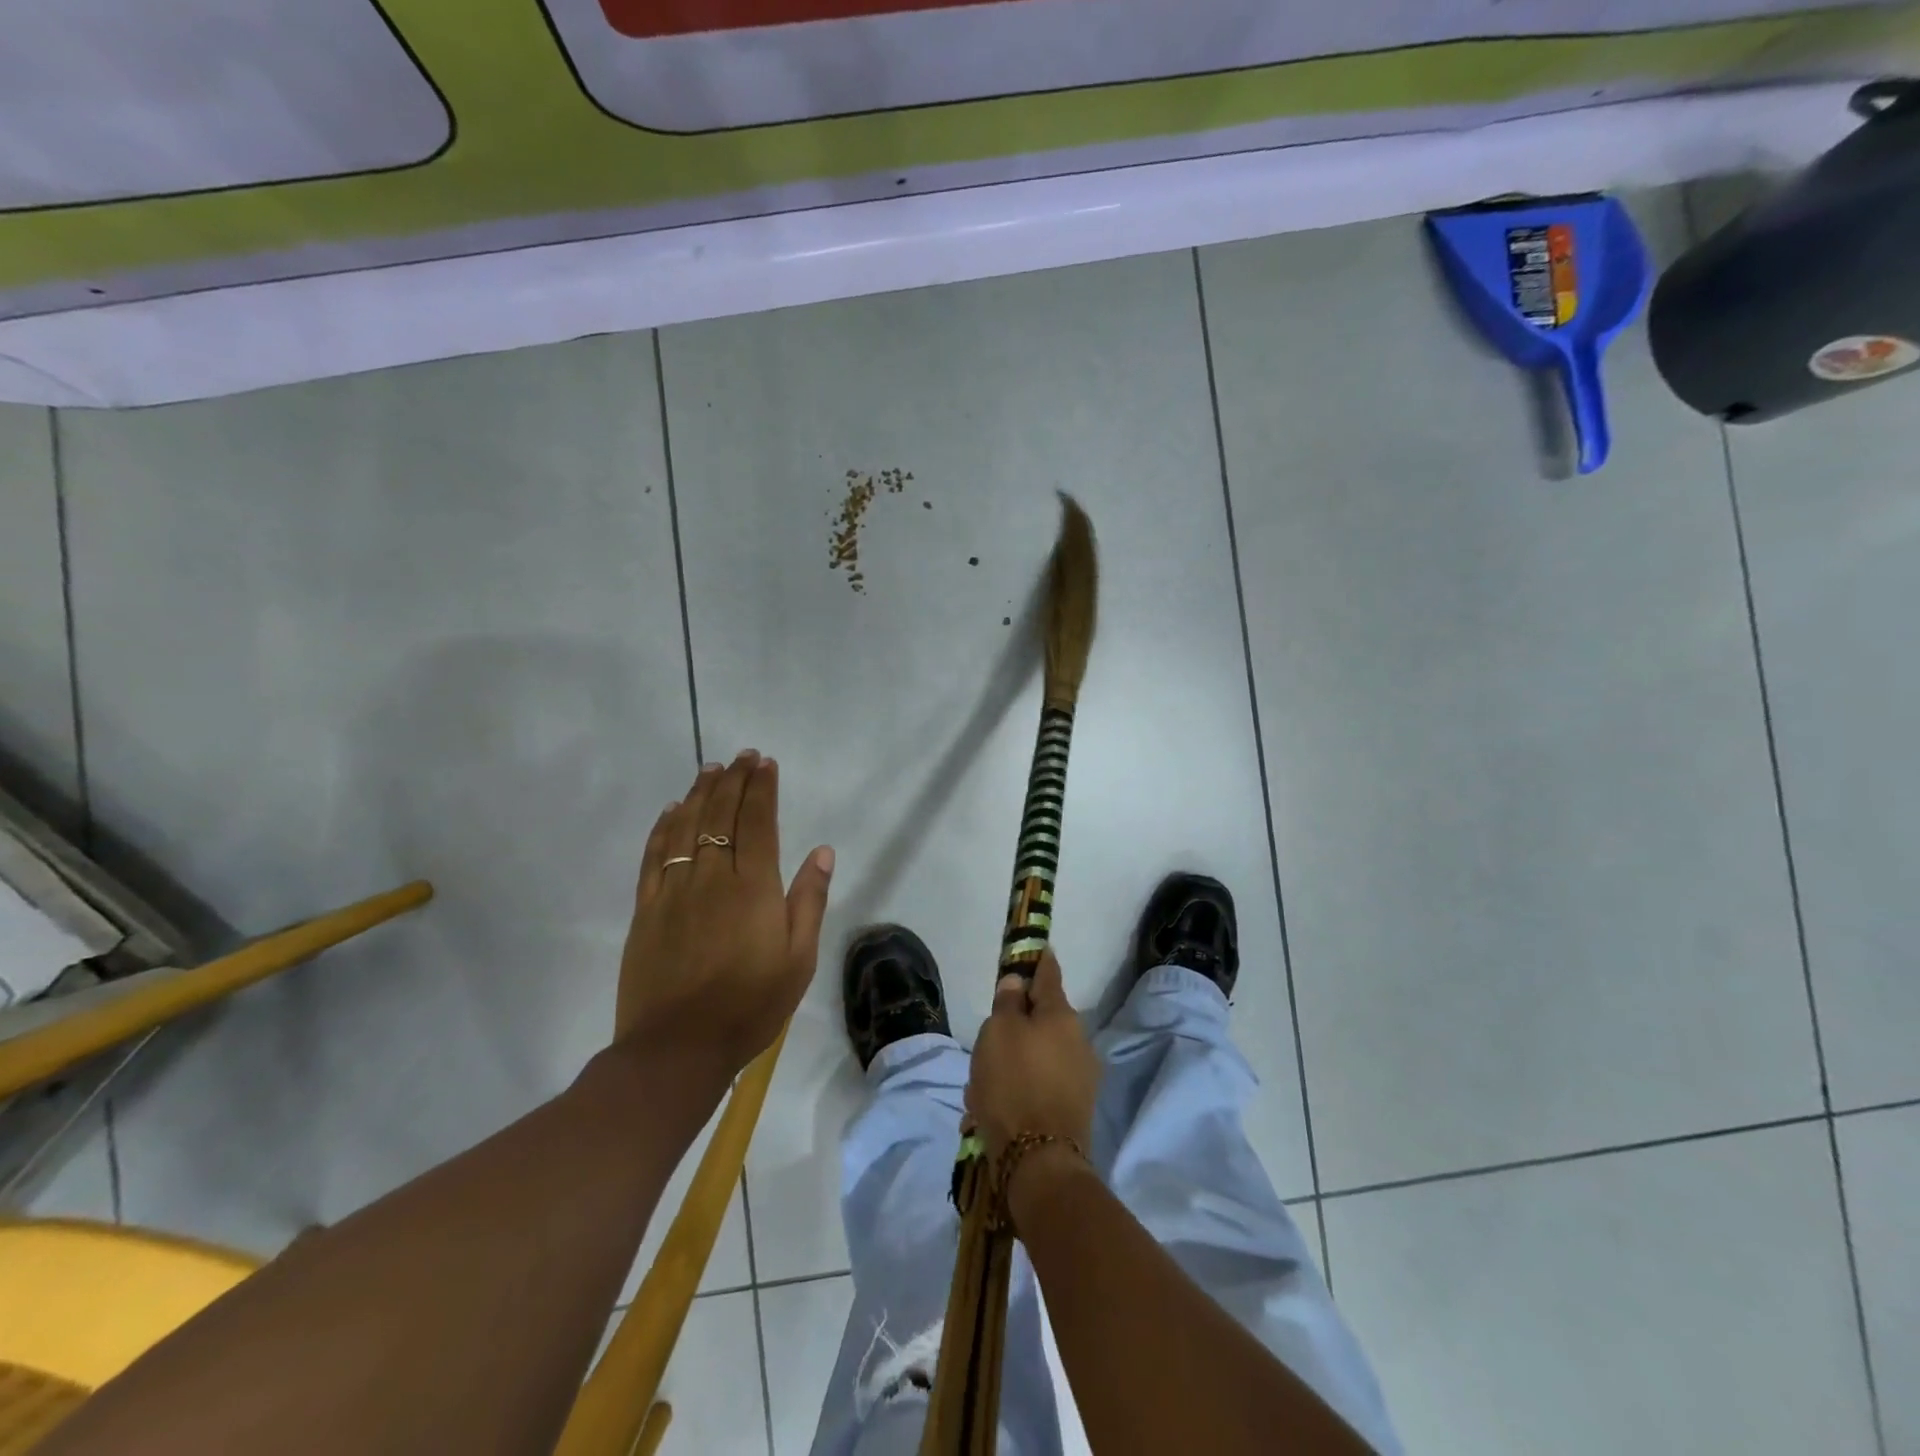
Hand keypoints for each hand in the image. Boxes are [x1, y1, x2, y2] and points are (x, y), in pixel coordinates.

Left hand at [616, 751, 833, 1086]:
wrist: (677, 1049)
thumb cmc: (750, 1006)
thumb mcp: (798, 960)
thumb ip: (809, 900)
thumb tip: (822, 852)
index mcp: (753, 888)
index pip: (758, 822)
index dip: (762, 789)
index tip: (765, 764)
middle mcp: (712, 877)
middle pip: (721, 815)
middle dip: (734, 780)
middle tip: (742, 756)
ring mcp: (674, 890)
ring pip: (687, 826)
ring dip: (701, 793)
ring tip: (711, 768)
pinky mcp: (647, 909)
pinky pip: (655, 855)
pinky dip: (664, 826)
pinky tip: (672, 809)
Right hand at [965, 951, 1099, 1163]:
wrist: (1039, 1164)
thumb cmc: (1014, 1084)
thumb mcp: (997, 1032)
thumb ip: (1006, 1003)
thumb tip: (1017, 985)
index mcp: (1061, 1016)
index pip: (1048, 973)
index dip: (1037, 959)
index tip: (1033, 948)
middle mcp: (1077, 1042)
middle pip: (1040, 1020)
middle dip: (1012, 1027)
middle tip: (984, 1042)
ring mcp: (1079, 1078)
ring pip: (1034, 1057)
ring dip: (1009, 1065)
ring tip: (978, 1088)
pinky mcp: (1072, 1110)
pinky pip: (1036, 1088)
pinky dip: (1015, 1093)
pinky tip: (988, 1112)